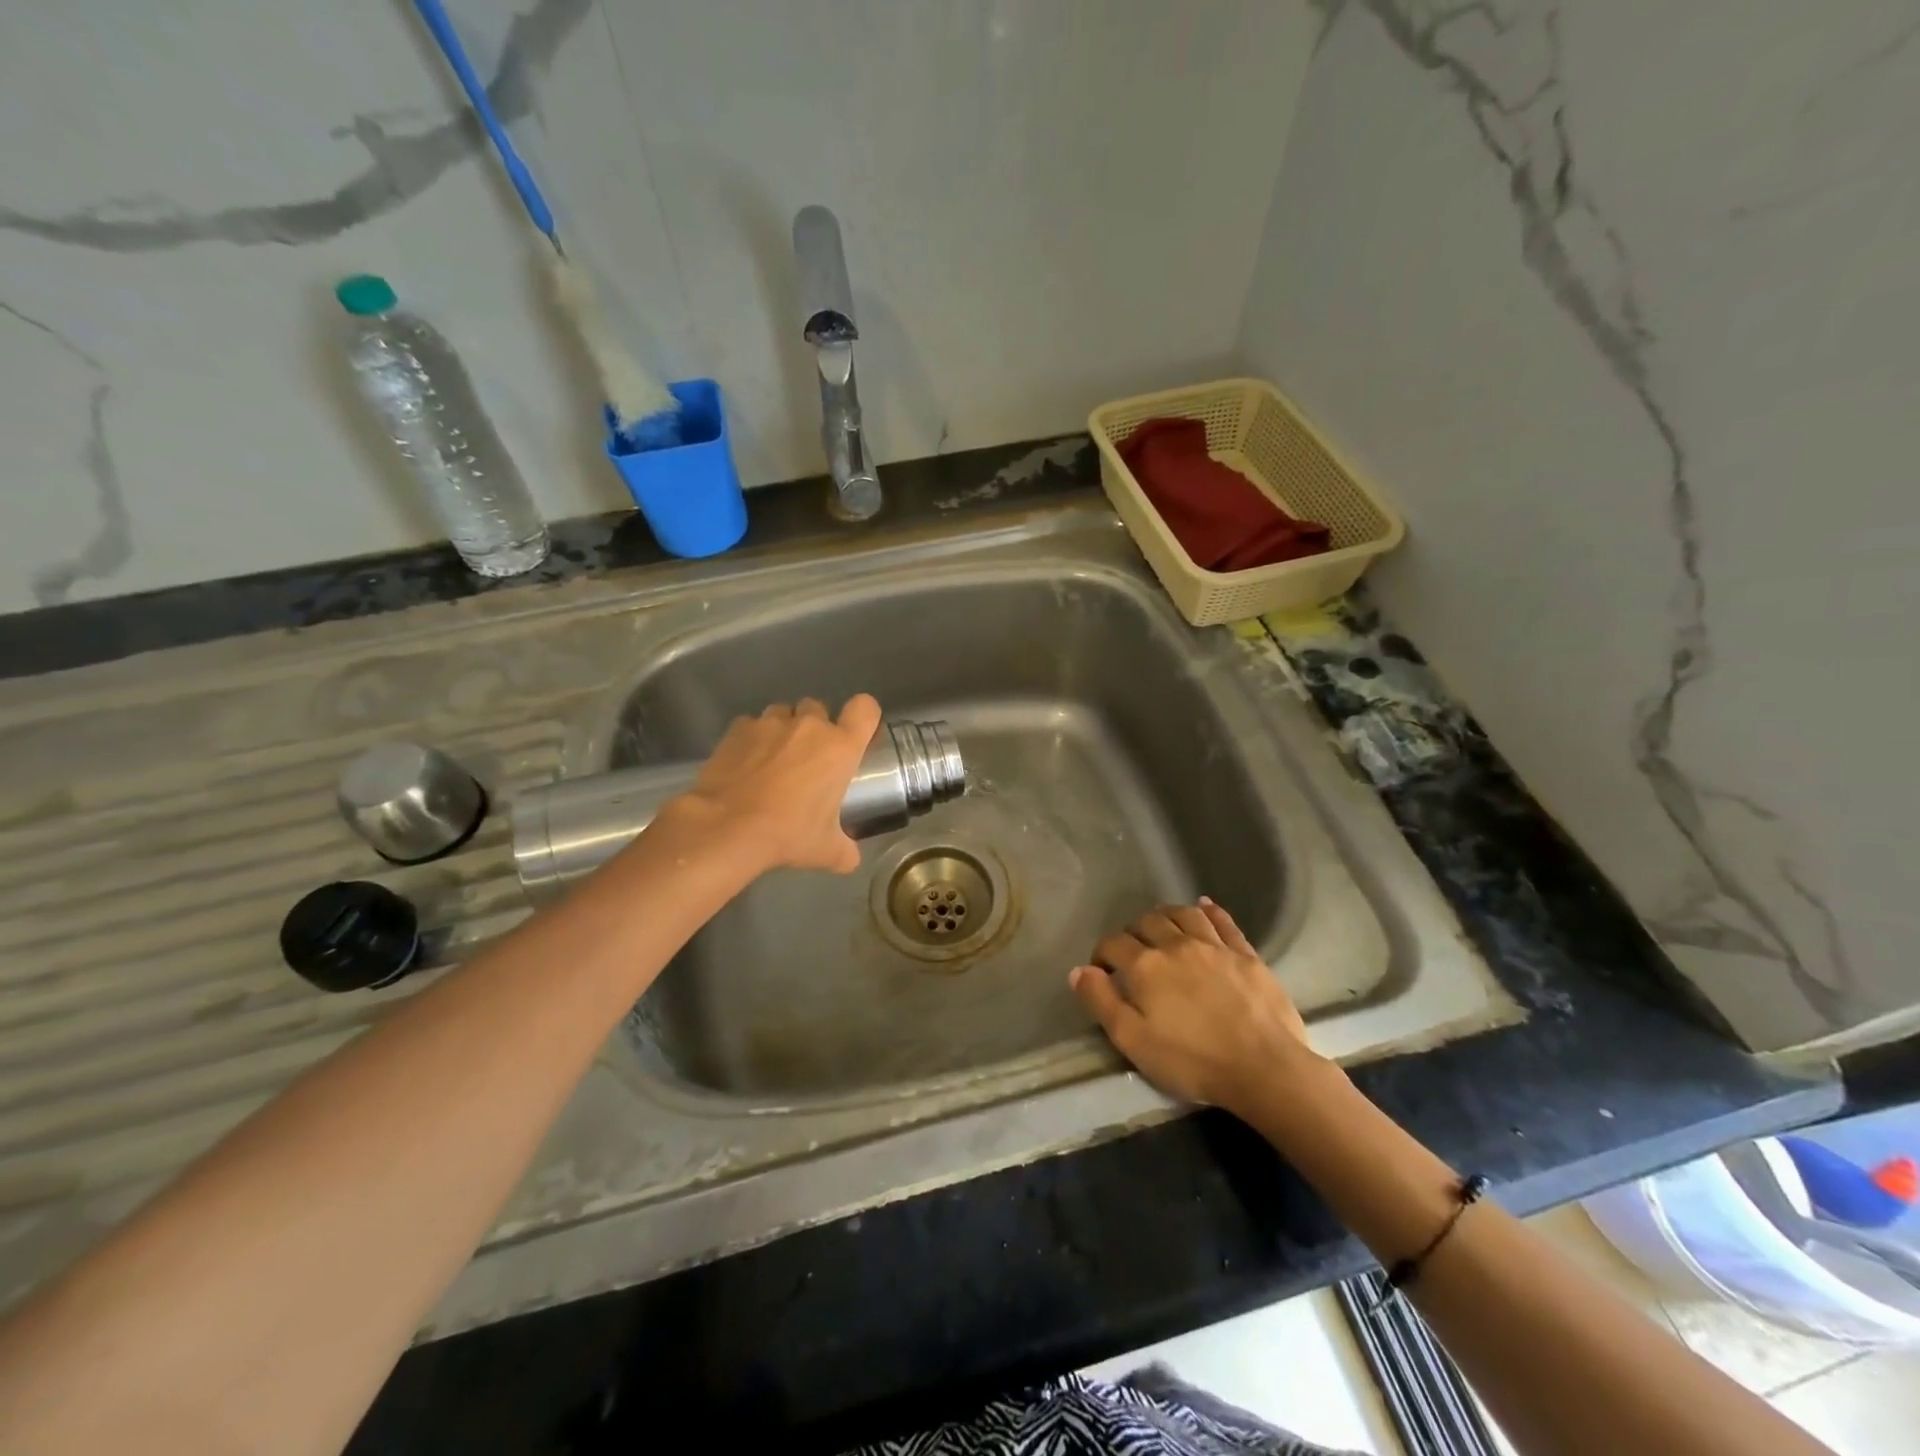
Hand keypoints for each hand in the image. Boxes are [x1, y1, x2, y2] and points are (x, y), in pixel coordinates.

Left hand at [662, 695, 881, 874]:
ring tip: (773, 760)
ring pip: (783, 713)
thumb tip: (850, 859)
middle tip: (809, 759)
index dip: (864, 717)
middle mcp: (809, 726)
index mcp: (840, 747)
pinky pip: (751, 725)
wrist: (727, 828)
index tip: (856, 735)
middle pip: (819, 709)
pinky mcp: (738, 729)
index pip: (865, 708)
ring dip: (783, 731)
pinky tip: (745, 765)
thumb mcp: (826, 850)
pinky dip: (752, 740)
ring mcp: (770, 723)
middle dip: (816, 727)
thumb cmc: (787, 833)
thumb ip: (845, 850)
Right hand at [1069, 898, 1315, 1116]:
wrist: (1264, 1068)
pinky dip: (1210, 910)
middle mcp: (1176, 945)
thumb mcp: (1133, 1041)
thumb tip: (1079, 970)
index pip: (1113, 944)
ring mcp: (1213, 945)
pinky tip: (1204, 905)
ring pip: (1183, 914)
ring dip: (1166, 915)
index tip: (1101, 971)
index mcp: (1145, 966)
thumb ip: (1102, 1002)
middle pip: (1147, 922)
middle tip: (1132, 952)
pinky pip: (1223, 921)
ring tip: (1161, 926)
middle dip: (1132, 932)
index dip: (1102, 954)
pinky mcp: (1245, 953)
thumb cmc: (1192, 1060)